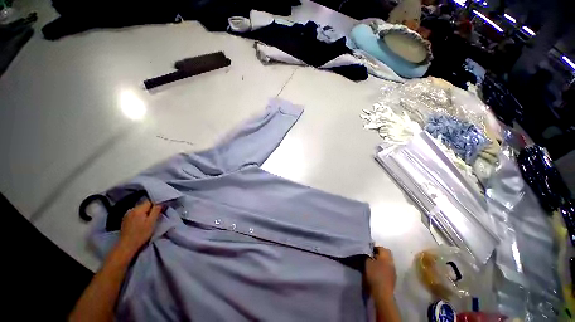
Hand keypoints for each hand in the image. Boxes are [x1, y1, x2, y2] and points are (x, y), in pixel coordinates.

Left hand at [117, 200, 161, 254]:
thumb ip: (156, 211)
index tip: (160, 210)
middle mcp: (131, 209)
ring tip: (148, 220)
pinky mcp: (125, 219)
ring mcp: (127, 214)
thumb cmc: (141, 234)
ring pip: (140, 209)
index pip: (150, 201)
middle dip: (150, 209)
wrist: (126, 246)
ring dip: (145, 213)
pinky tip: (140, 223)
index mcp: (138, 209)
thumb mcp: (151, 222)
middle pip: (144, 205)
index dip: (156, 205)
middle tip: (155, 217)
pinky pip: (135, 213)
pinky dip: (139, 216)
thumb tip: (160, 203)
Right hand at [365, 247, 396, 295]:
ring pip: (386, 262)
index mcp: (386, 256)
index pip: (381, 248)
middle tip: (368, 257)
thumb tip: (366, 252)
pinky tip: (375, 272)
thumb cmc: (375, 274)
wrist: (382, 293)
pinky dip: (381, 269)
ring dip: (379, 262)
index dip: (374, 248)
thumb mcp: (367, 262)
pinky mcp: (392, 279)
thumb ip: (367, 255)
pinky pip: (386, 270)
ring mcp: (393, 271)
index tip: (367, 250)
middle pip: (385, 255)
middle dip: (377, 255)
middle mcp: (391, 262)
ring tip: (371, 265)